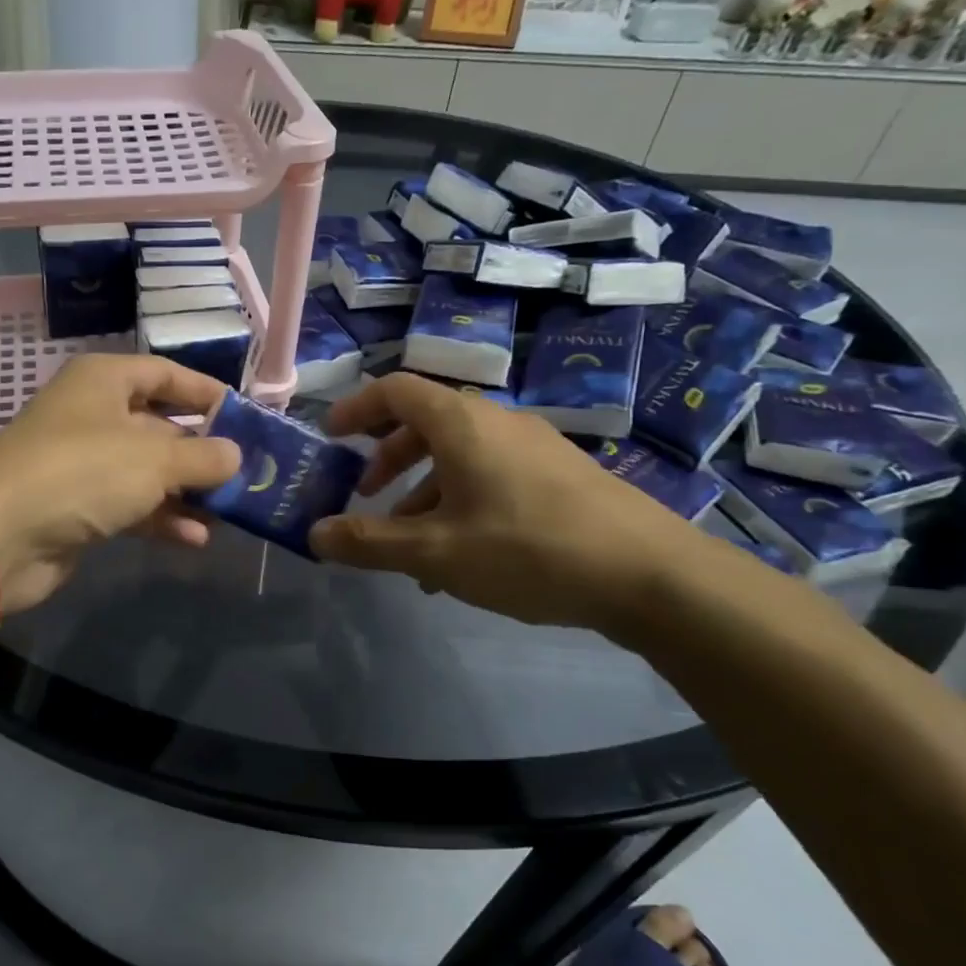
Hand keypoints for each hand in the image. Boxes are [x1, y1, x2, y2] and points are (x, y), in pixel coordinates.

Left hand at [0, 355, 240, 612]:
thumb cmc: (82, 472)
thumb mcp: (154, 459)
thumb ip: (203, 456)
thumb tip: (236, 454)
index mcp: (105, 382)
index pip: (165, 375)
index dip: (206, 393)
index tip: (246, 417)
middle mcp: (93, 415)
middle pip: (160, 426)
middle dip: (202, 452)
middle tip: (247, 472)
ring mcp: (84, 463)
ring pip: (148, 471)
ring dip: (187, 491)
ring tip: (229, 511)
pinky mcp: (78, 506)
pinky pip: (131, 505)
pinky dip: (161, 519)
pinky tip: (195, 538)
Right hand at [308, 373, 704, 631]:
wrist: (651, 575)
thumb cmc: (528, 550)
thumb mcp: (435, 552)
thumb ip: (369, 542)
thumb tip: (314, 534)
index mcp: (461, 423)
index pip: (396, 390)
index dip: (357, 408)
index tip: (332, 437)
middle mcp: (497, 422)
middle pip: (426, 421)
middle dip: (387, 456)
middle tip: (366, 493)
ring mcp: (533, 447)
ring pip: (459, 454)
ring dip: (422, 488)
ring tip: (408, 542)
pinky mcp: (559, 475)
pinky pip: (491, 474)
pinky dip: (459, 501)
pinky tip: (459, 556)